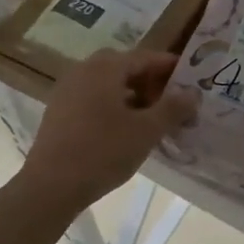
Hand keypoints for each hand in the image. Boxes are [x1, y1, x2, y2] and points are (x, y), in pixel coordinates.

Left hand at [16, 50, 196, 214]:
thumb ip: (173, 108)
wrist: (50, 186)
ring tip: (152, 120)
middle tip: (172, 102)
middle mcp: (83, 70)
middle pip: (125, 68)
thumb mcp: (146, 131)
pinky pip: (93, 99)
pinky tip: (124, 131)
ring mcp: (67, 91)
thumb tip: (193, 92)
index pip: (146, 57)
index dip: (171, 68)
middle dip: (151, 83)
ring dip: (133, 96)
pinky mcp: (58, 112)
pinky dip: (113, 107)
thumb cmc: (103, 152)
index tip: (192, 81)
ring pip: (108, 85)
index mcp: (105, 68)